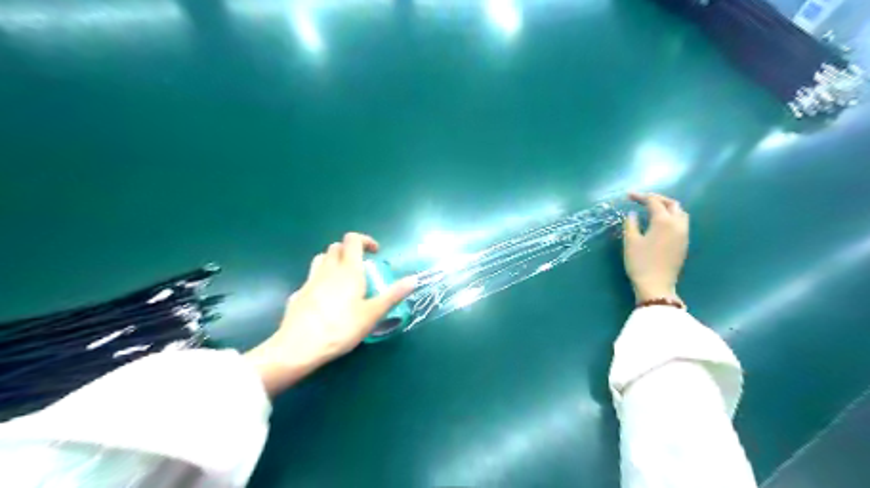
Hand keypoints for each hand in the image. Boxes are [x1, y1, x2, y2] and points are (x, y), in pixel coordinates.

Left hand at [245, 233, 416, 395]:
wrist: (299, 347)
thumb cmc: (341, 328)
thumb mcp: (373, 313)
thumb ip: (393, 295)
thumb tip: (414, 279)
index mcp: (348, 270)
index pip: (352, 239)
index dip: (365, 240)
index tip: (375, 253)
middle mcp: (327, 269)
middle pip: (336, 247)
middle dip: (349, 251)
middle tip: (361, 268)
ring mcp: (310, 281)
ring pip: (321, 259)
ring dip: (333, 261)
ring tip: (343, 279)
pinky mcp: (298, 294)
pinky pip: (311, 279)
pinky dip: (321, 280)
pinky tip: (326, 300)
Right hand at [621, 193, 689, 302]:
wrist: (656, 286)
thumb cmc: (640, 263)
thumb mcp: (630, 242)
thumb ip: (631, 224)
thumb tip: (632, 214)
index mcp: (663, 221)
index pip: (653, 202)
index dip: (641, 196)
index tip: (628, 196)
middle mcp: (677, 224)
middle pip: (672, 204)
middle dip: (658, 199)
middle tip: (643, 200)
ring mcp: (684, 234)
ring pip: (680, 213)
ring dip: (667, 207)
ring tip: (653, 209)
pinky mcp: (684, 244)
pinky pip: (681, 223)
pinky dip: (672, 217)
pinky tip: (660, 223)